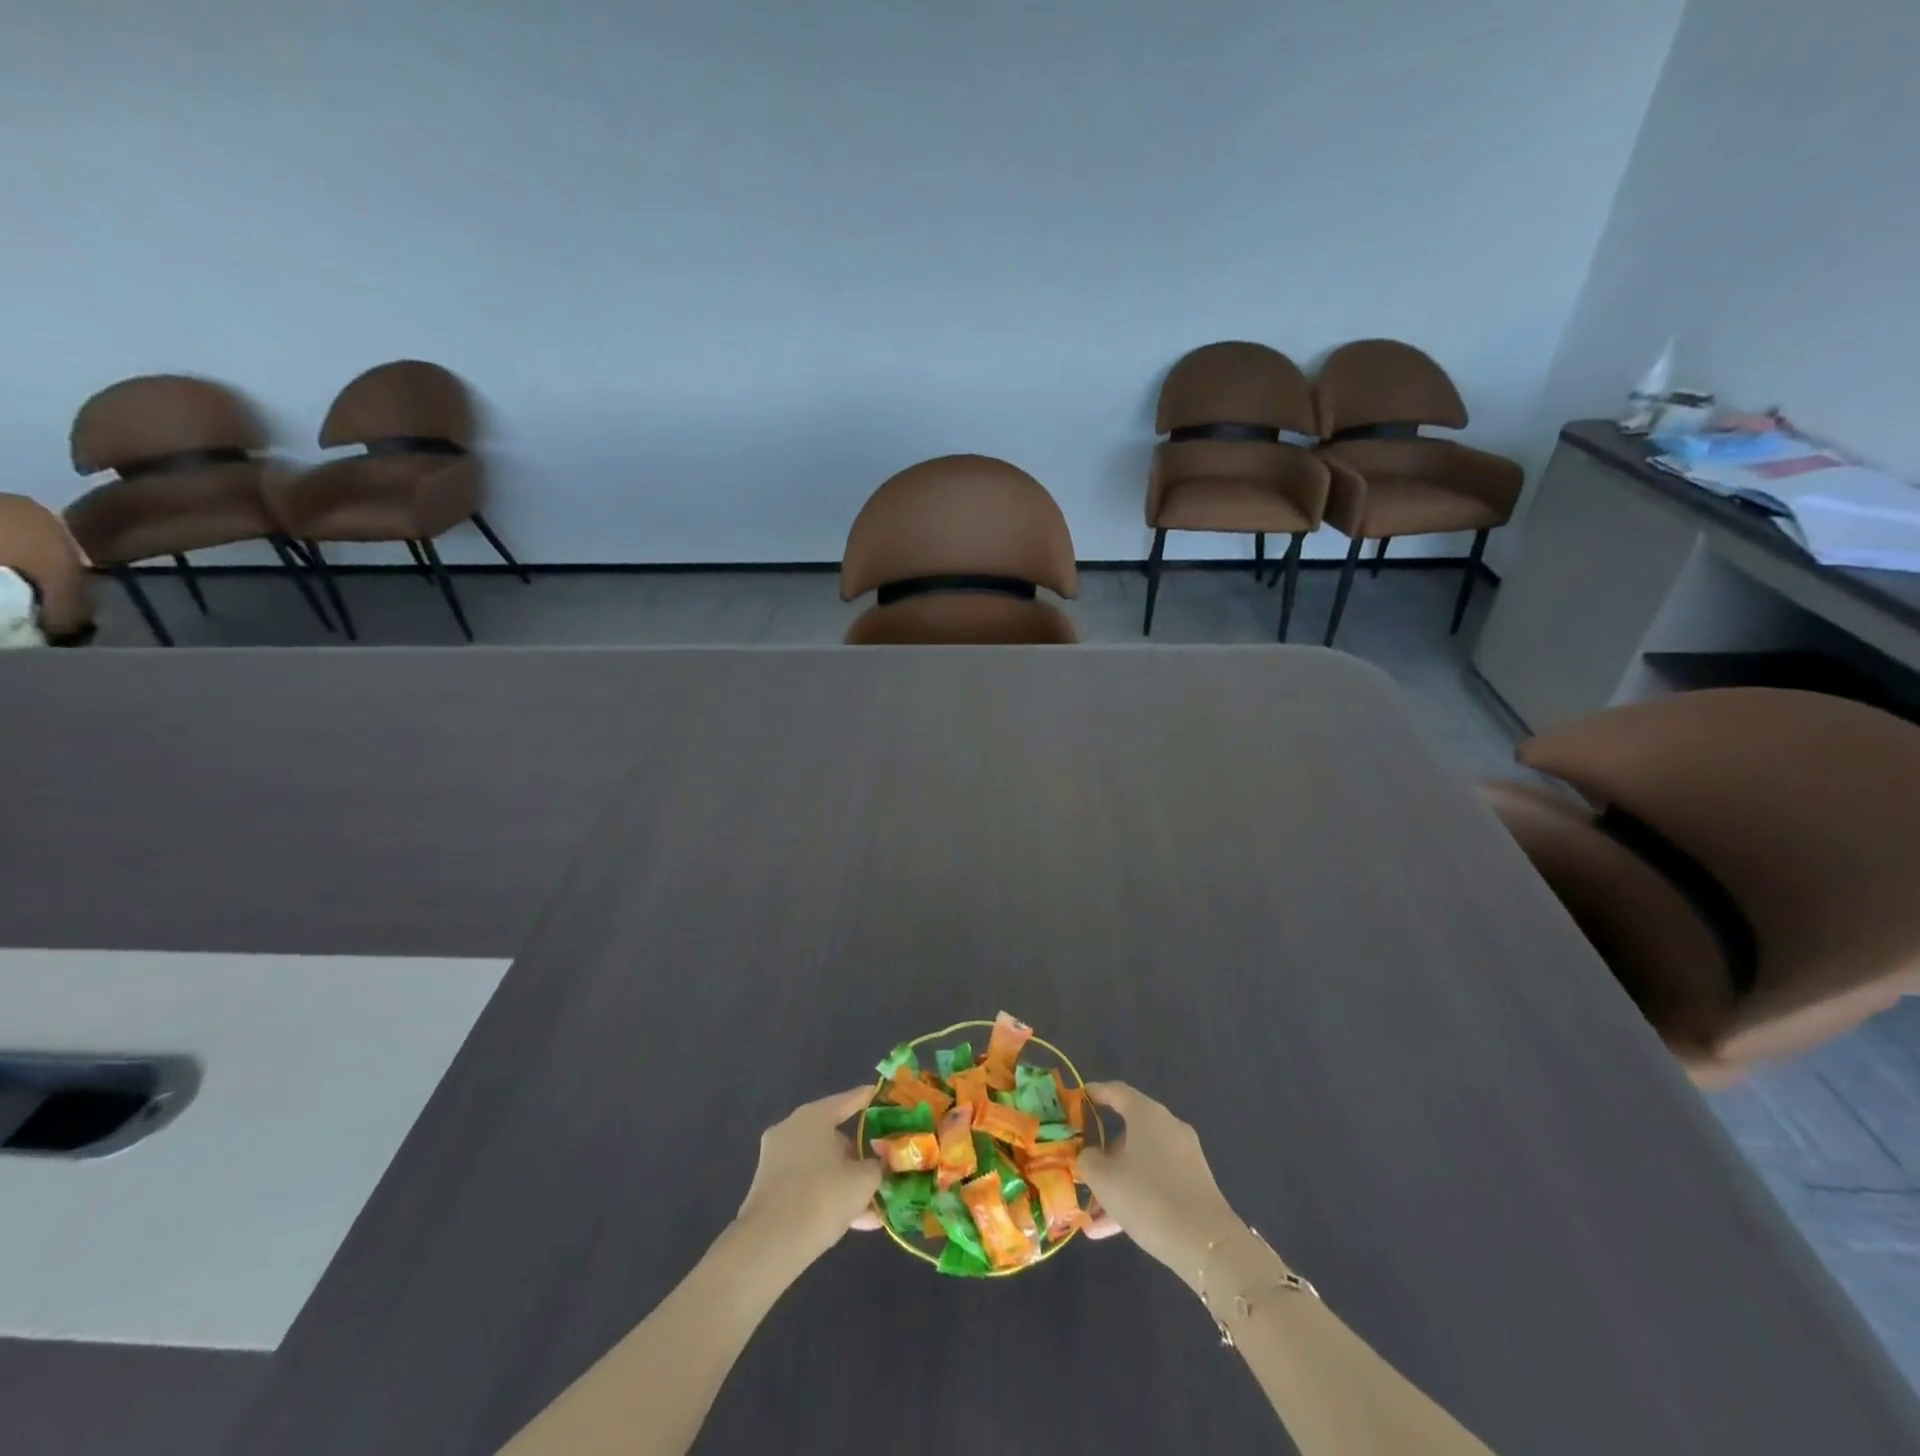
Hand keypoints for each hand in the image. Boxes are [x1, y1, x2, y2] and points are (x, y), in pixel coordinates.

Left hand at [736, 1087, 882, 1259]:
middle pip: (835, 1135)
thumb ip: (878, 1166)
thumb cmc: (821, 1197)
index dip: (872, 1100)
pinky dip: (830, 1196)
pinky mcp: (771, 1188)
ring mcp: (778, 1159)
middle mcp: (793, 1129)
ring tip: (876, 1204)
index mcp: (814, 1116)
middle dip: (861, 1154)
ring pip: (823, 1164)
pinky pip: (809, 1184)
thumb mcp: (862, 1181)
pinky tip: (858, 1222)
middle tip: (883, 1167)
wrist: (769, 1246)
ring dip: (848, 1181)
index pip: (850, 1100)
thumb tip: (881, 1162)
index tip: (888, 1100)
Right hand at [1079, 1082, 1243, 1291]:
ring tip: (1093, 1214)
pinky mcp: (1194, 1184)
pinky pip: (1156, 1181)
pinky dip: (1135, 1196)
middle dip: (1103, 1152)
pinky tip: (1113, 1229)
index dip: (1095, 1093)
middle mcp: (1168, 1126)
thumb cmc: (1148, 1198)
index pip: (1116, 1091)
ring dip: (1117, 1182)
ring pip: (1141, 1161)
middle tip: (1083, 1168)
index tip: (1077, 1099)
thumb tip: (1089, 1156)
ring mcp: (1184, 1156)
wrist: (1208, 1245)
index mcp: (1146, 1114)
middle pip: (1128, 1130)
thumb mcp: (1104, 1179)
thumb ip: (1087, 1160)